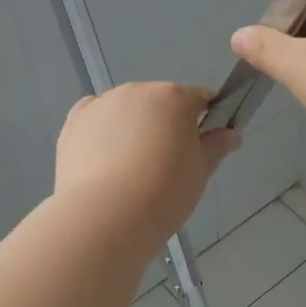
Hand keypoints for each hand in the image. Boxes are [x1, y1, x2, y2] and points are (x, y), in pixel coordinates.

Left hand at [55, 83, 239, 252]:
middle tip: (167, 164)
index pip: (200, 98)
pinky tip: (105, 159)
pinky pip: (96, 118)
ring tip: (132, 169)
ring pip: (127, 110)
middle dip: (166, 124)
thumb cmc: (164, 192)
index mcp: (175, 97)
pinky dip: (103, 131)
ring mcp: (102, 103)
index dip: (207, 118)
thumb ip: (216, 146)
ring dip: (134, 127)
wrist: (105, 215)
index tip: (204, 145)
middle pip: (160, 102)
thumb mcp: (200, 172)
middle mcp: (137, 91)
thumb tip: (231, 133)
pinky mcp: (74, 122)